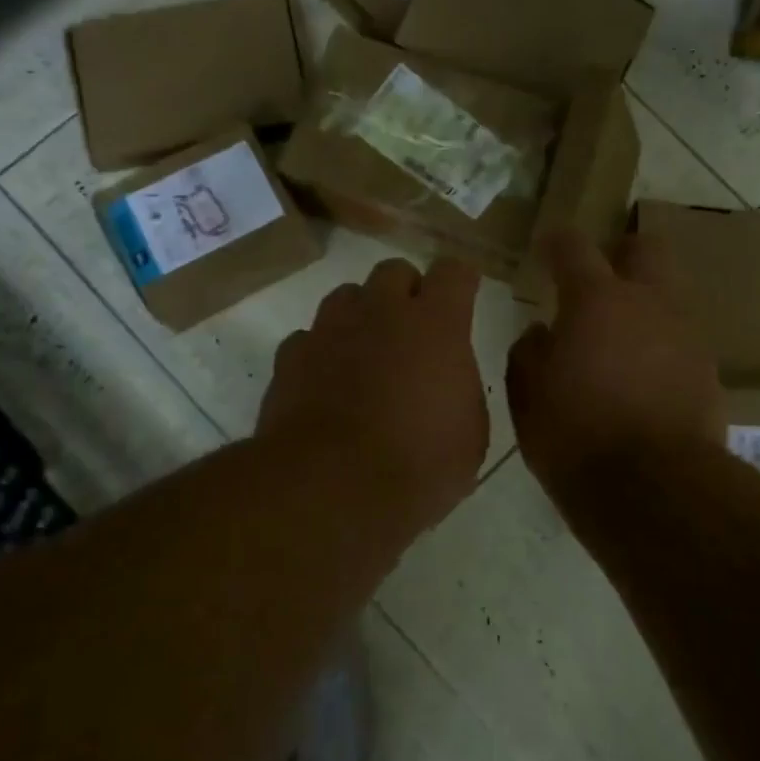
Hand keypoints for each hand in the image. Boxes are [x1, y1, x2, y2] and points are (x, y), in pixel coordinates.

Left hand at [259, 257, 488, 531]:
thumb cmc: (418, 465)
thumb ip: (460, 390)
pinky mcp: (290, 357)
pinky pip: (309, 337)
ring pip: (347, 296)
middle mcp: (381, 312)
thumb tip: (446, 382)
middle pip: (394, 271)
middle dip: (407, 292)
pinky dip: (321, 352)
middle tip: (414, 331)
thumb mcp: (469, 436)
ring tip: (367, 352)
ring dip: (362, 314)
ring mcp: (330, 330)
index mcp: (435, 325)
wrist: (331, 489)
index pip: (453, 272)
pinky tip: (326, 383)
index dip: (460, 282)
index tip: (463, 298)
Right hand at [507, 229, 725, 494]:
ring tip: (620, 340)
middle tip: (600, 280)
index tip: (546, 249)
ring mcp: (685, 335)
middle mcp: (648, 303)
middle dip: (622, 254)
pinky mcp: (708, 370)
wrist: (654, 489)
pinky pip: (681, 340)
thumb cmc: (576, 436)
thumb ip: (529, 353)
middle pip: (646, 249)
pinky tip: (643, 378)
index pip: (573, 247)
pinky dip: (661, 346)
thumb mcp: (528, 397)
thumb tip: (541, 333)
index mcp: (596, 301)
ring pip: (669, 295)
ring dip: (645, 304)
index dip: (556, 243)